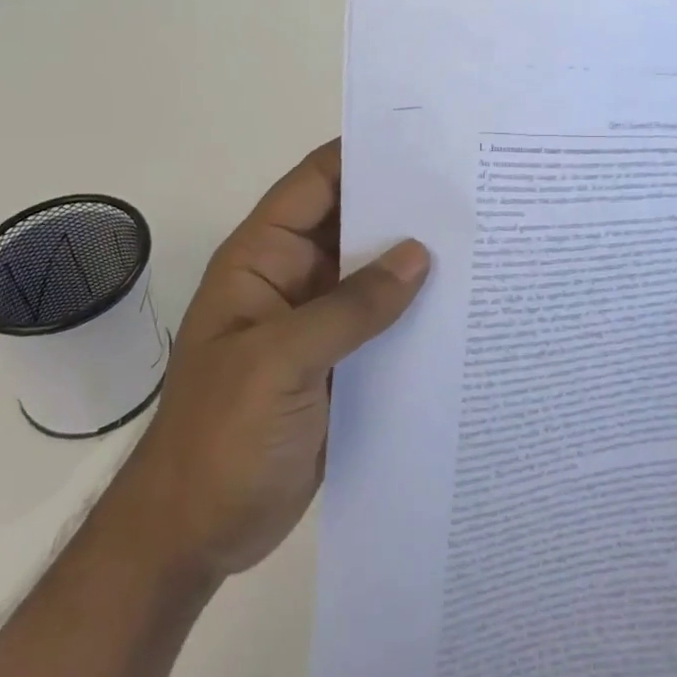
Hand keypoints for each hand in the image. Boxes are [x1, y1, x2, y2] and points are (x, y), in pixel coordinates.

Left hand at [112, 140, 429, 583]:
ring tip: (481, 240)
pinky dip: (415, 313)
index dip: (361, 156)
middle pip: (351, 225)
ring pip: (372, 275)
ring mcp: (317, 323)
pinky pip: (382, 324)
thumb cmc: (220, 436)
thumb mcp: (280, 361)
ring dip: (415, 262)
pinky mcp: (339, 364)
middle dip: (402, 207)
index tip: (424, 142)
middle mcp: (293, 279)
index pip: (314, 184)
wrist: (194, 535)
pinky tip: (462, 308)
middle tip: (470, 190)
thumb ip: (350, 307)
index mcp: (263, 259)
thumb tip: (418, 254)